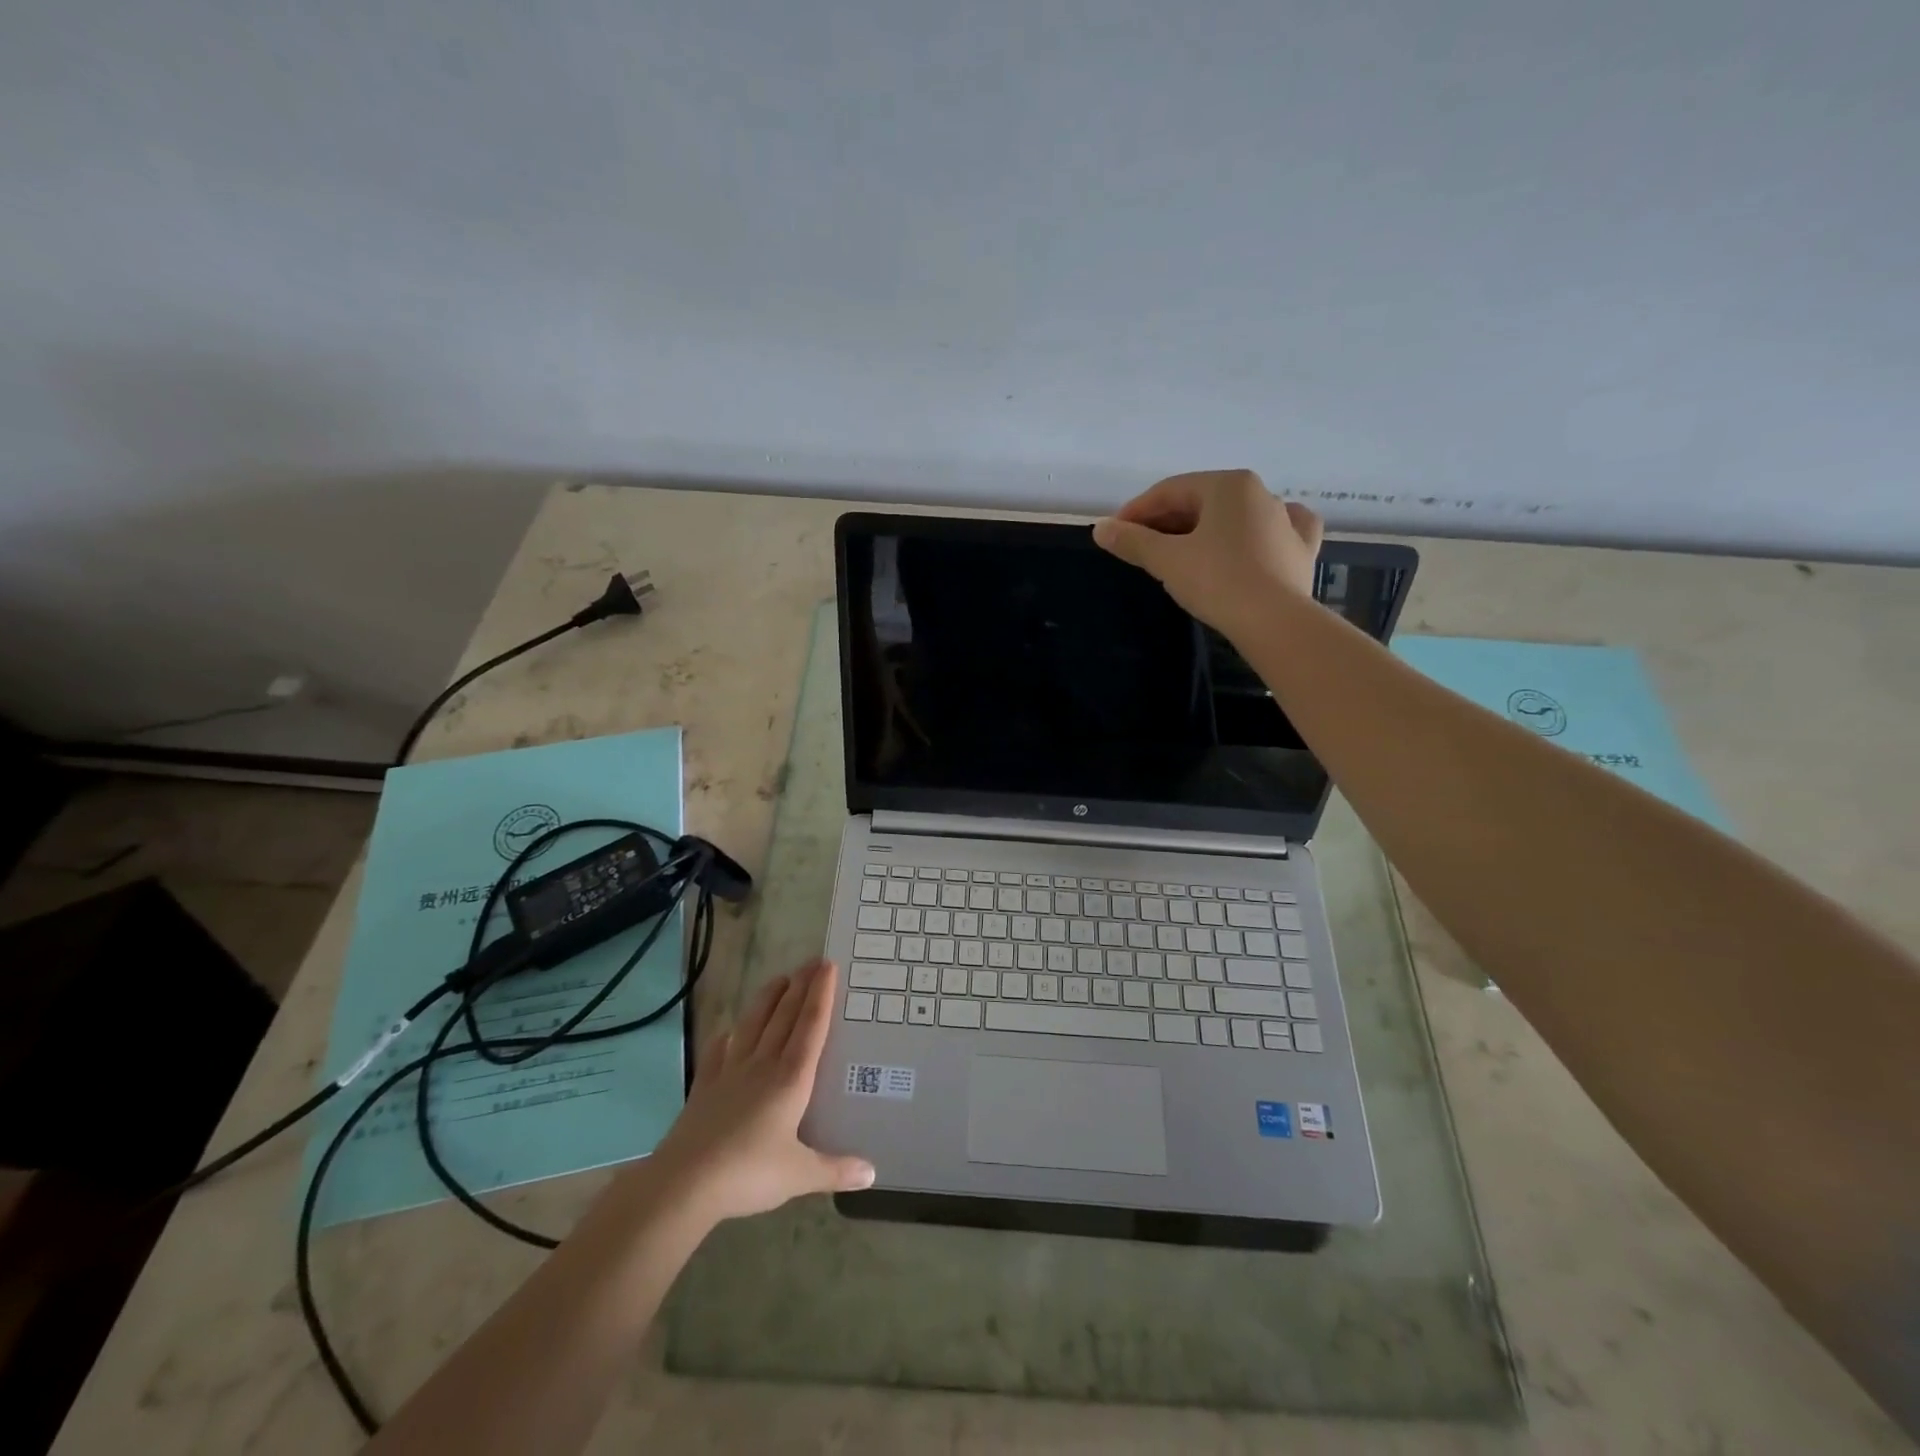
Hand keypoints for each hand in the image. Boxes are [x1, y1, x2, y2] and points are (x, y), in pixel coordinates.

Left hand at [650, 959, 873, 1223]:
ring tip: (779, 978)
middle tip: (812, 961)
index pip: (811, 1026)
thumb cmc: (749, 1174)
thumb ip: (836, 1169)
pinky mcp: (705, 1086)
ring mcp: (730, 1072)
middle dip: (800, 986)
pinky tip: (729, 1031)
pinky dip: (727, 1037)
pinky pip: (718, 1052)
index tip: (828, 966)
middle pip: (785, 1016)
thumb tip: (872, 1174)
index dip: (821, 995)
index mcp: (791, 1079)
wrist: (685, 1183)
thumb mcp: (800, 1175)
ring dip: (768, 999)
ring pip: (753, 1025)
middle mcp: (763, 1065)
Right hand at [1093, 470, 1322, 638]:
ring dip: (1204, 530)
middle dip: (1167, 522)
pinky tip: (1251, 541)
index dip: (1137, 511)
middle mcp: (1261, 493)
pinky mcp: (1301, 550)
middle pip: (1201, 502)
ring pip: (1234, 517)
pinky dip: (1255, 535)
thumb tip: (1100, 529)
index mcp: (1228, 485)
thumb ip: (1132, 541)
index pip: (1170, 491)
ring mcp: (1286, 521)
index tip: (1115, 534)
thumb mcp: (1166, 560)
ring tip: (1181, 554)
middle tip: (1140, 548)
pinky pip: (1273, 533)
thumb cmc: (1217, 581)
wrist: (1274, 622)